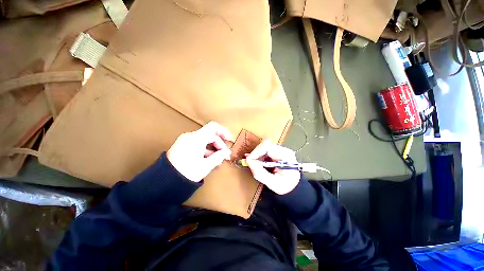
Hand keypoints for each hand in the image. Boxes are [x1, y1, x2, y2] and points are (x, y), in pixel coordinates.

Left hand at [167, 122, 233, 181]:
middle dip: (219, 144)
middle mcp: (190, 136)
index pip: (213, 127)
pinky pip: (197, 144)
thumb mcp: (206, 165)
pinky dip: (204, 149)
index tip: (229, 140)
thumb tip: (227, 152)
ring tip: (217, 160)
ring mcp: (185, 140)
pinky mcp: (181, 145)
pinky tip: (208, 159)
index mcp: (197, 138)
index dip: (224, 131)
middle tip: (224, 156)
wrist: (164, 181)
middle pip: (210, 135)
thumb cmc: (187, 172)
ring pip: (204, 140)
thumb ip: (219, 156)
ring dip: (212, 148)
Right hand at [245, 140, 300, 194]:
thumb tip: (248, 160)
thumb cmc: (285, 185)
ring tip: (255, 164)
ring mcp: (281, 149)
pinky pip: (265, 149)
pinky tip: (258, 162)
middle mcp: (284, 150)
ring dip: (257, 155)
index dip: (256, 152)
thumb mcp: (272, 183)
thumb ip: (260, 172)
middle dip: (256, 153)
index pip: (268, 147)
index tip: (249, 160)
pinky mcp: (277, 151)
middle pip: (265, 145)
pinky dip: (259, 155)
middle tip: (251, 163)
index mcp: (286, 156)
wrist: (293, 186)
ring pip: (264, 147)